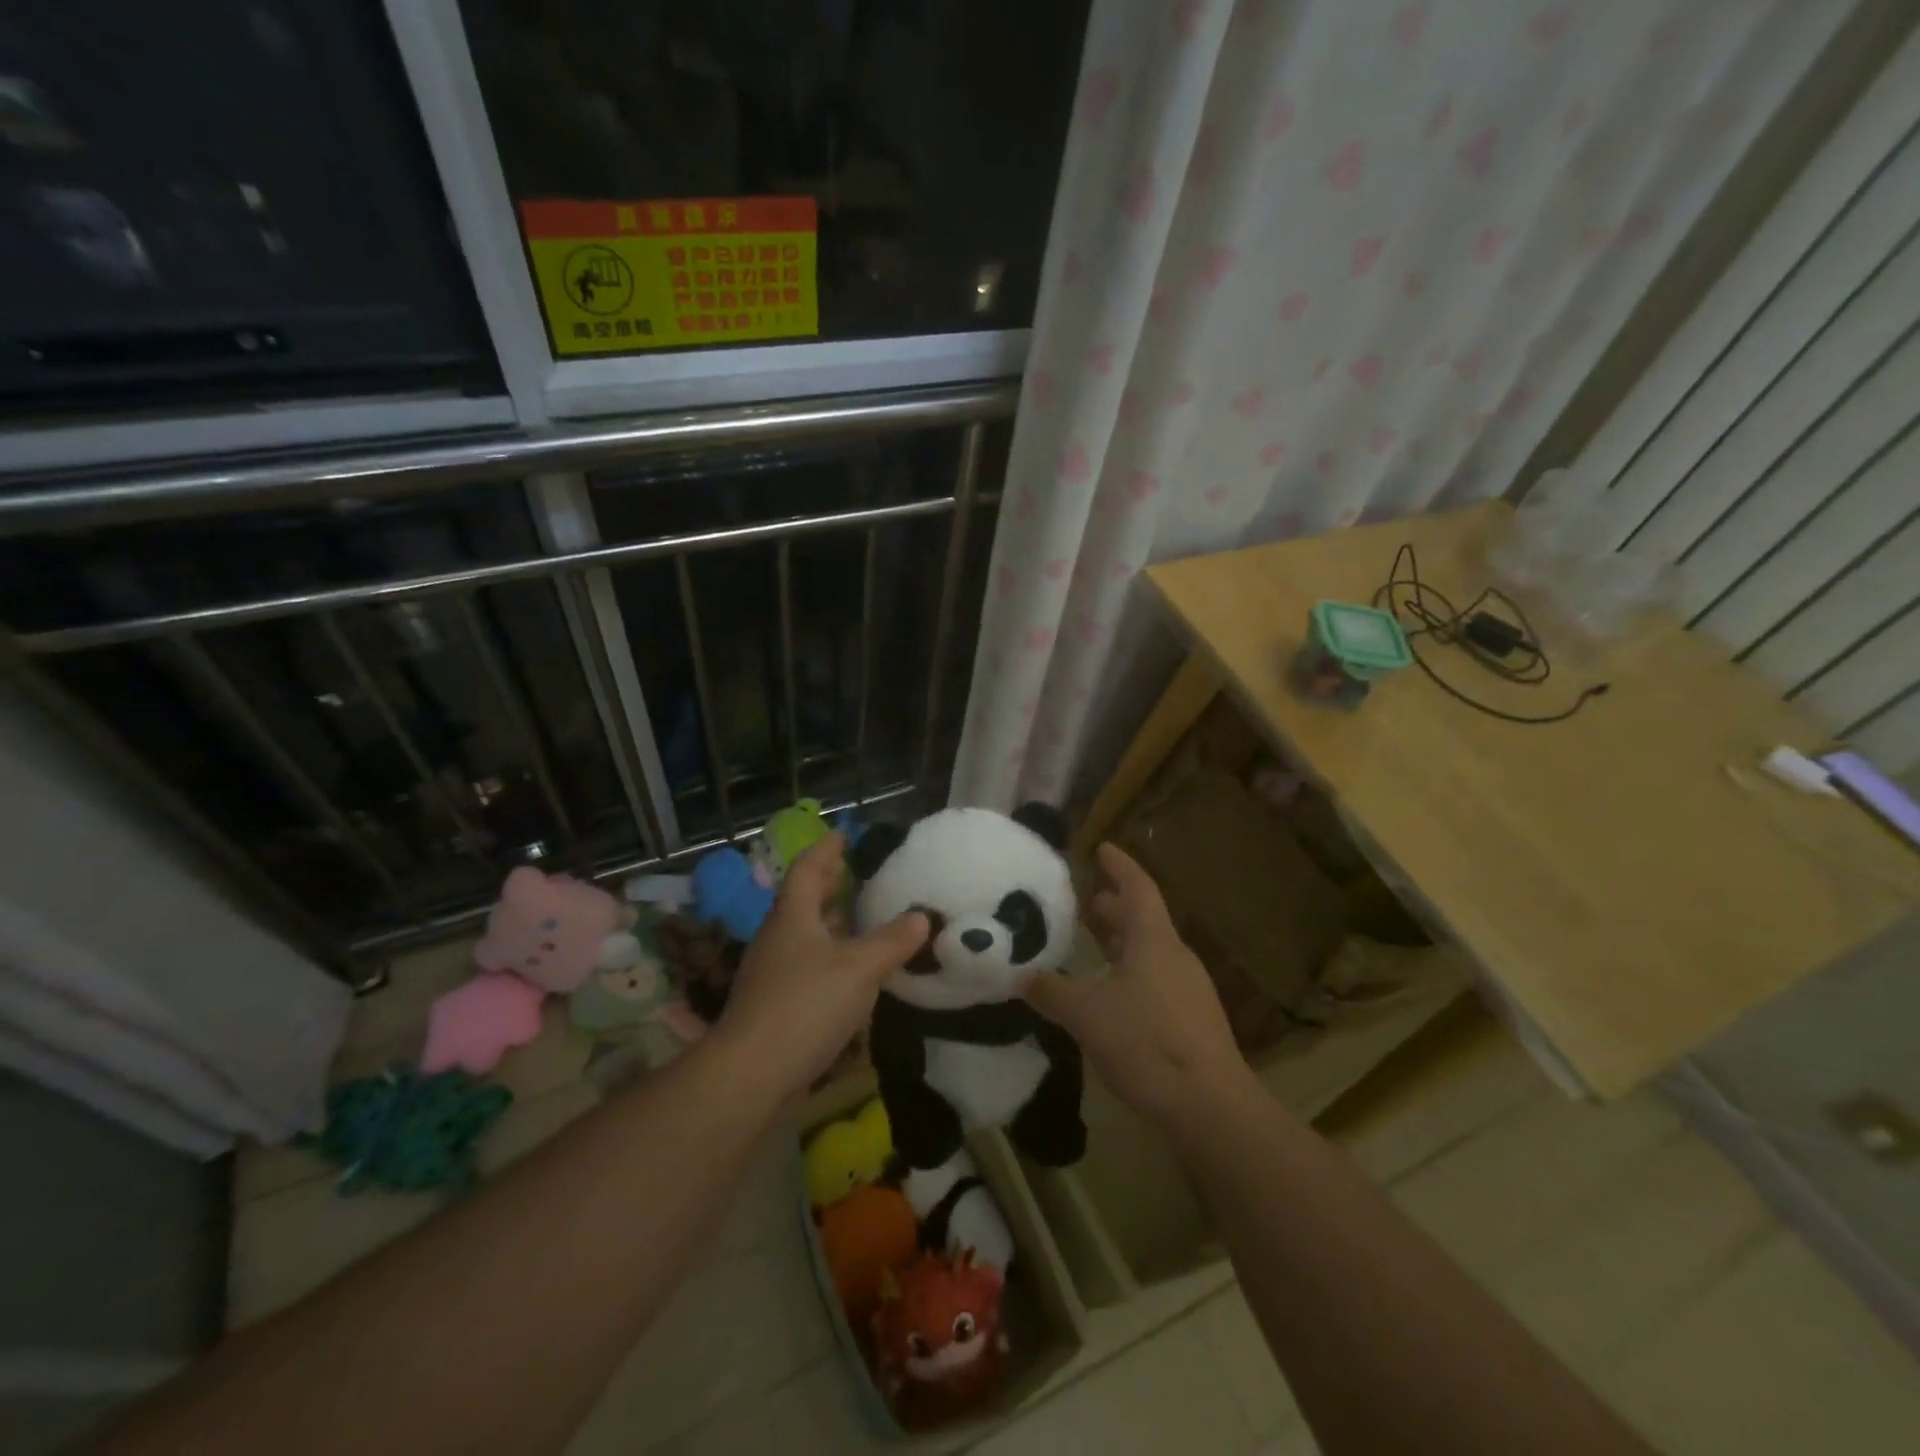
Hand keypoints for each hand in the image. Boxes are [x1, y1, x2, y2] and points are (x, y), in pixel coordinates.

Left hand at [718, 832, 929, 1096]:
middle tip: (857, 873)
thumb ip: (893, 941)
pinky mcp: (774, 1005)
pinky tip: (851, 972)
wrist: (751, 1073)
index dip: (826, 850)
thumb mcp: (859, 967)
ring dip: (831, 923)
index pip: (807, 869)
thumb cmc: (806, 1004)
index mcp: (793, 916)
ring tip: (862, 919)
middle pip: (803, 900)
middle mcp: (778, 937)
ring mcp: (772, 972)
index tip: (843, 835)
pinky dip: (830, 957)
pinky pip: (807, 965)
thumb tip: (922, 916)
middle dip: (829, 885)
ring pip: (805, 934)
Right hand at [1023, 843, 1252, 1129]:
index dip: (1119, 865)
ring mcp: (1187, 987)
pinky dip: (1127, 969)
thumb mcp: (1086, 1013)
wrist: (1211, 1105)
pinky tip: (1107, 991)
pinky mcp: (1191, 1018)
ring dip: (1118, 939)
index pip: (1137, 886)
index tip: (1101, 847)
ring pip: (1147, 949)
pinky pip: (1153, 977)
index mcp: (1153, 939)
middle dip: (1111, 905)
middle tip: (1080, 899)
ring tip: (1088, 939)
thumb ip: (1050, 990)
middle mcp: (1174, 954)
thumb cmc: (1147, 1042)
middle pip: (1141, 917)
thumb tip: (1019, 976)